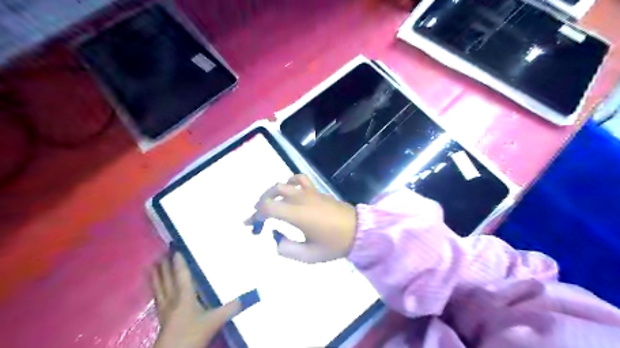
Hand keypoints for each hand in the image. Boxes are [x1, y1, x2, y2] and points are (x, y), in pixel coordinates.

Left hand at [153, 252, 240, 347]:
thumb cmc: (192, 334)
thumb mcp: (215, 320)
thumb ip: (230, 308)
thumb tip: (246, 298)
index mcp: (184, 295)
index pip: (182, 274)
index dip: (179, 262)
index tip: (176, 248)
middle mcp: (172, 298)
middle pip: (166, 279)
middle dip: (164, 266)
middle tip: (161, 252)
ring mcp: (164, 308)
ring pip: (159, 287)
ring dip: (156, 276)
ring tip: (151, 266)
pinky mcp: (161, 318)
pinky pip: (157, 298)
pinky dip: (155, 289)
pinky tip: (155, 289)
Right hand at [244, 176, 355, 261]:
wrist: (358, 231)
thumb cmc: (334, 245)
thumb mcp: (309, 255)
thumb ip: (286, 249)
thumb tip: (276, 238)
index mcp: (296, 214)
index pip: (267, 208)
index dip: (256, 216)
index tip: (253, 227)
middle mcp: (300, 199)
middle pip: (272, 193)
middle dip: (260, 204)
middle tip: (257, 219)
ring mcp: (309, 192)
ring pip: (283, 184)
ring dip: (271, 193)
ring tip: (268, 204)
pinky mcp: (316, 191)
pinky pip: (299, 179)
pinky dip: (289, 182)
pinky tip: (289, 190)